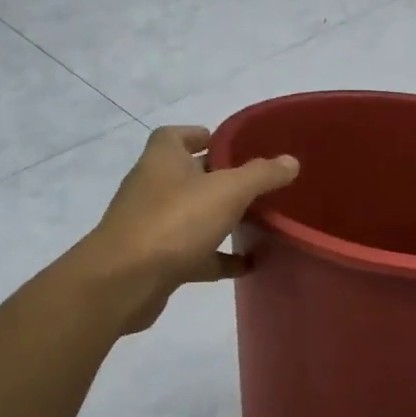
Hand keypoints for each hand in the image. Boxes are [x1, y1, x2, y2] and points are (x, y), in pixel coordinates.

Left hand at [79, 126, 299, 333]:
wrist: (125, 281)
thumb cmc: (175, 222)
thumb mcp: (228, 191)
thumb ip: (261, 174)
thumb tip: (291, 161)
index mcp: (163, 159)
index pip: (176, 135)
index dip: (202, 136)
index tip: (232, 146)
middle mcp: (153, 187)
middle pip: (187, 175)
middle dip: (219, 178)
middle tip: (256, 184)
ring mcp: (152, 225)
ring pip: (191, 215)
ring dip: (219, 218)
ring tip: (257, 223)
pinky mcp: (156, 260)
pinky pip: (194, 253)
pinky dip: (218, 257)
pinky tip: (247, 265)